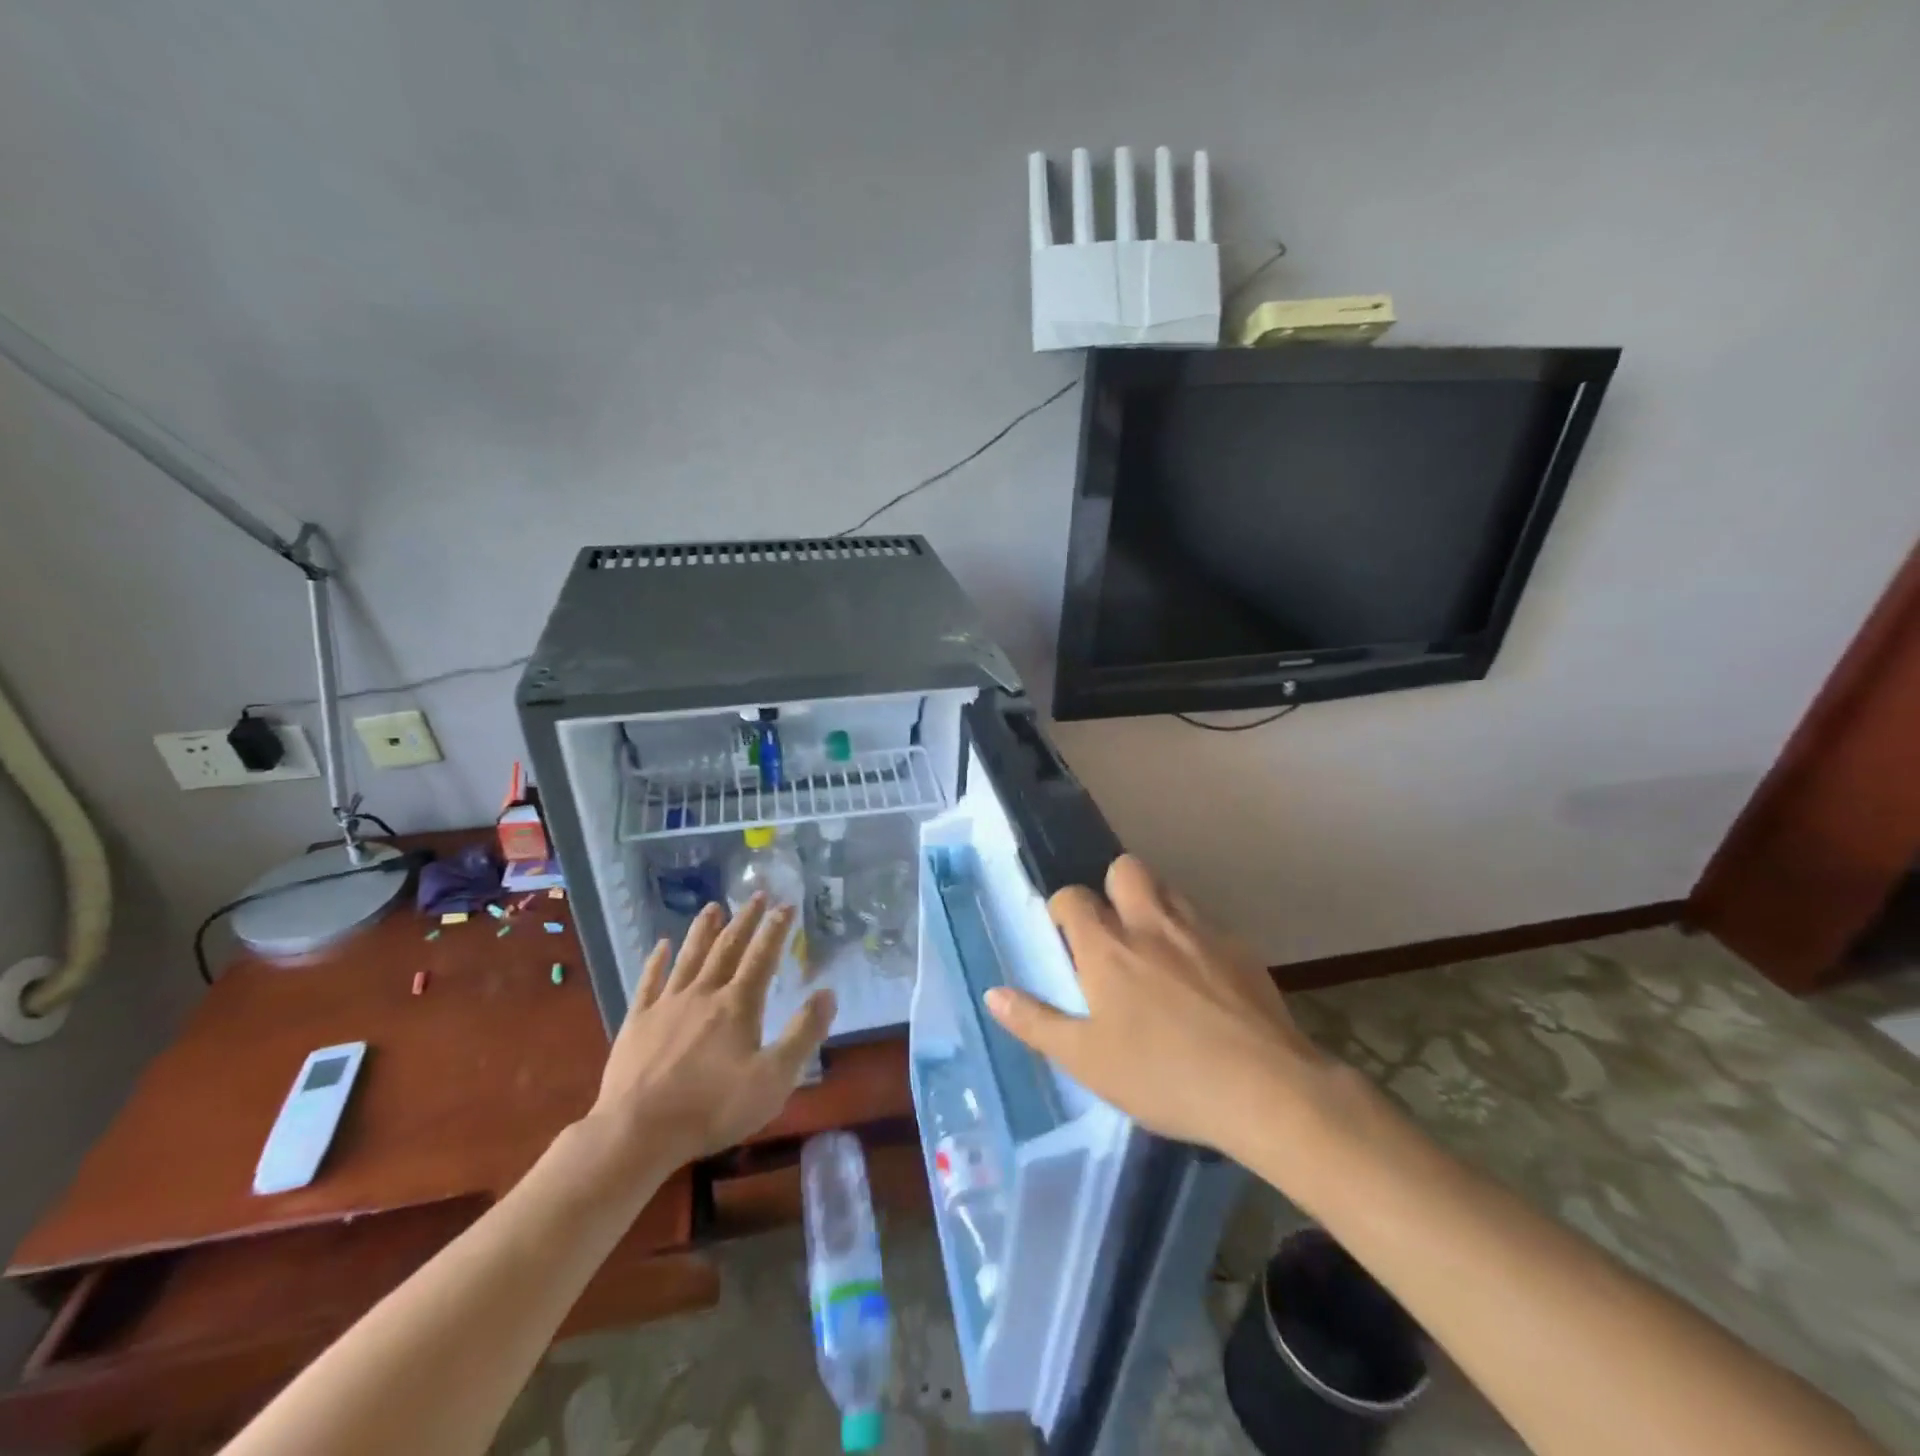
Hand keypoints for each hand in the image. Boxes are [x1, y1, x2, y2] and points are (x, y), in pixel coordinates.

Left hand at [583, 895, 835, 1178]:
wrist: (637, 1132)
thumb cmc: (713, 1108)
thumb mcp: (773, 1078)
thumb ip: (803, 1033)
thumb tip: (827, 992)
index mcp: (738, 1005)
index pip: (762, 957)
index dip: (776, 929)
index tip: (787, 904)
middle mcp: (703, 994)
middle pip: (727, 948)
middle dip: (745, 920)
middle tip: (756, 895)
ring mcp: (667, 1005)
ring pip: (689, 957)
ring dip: (703, 930)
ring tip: (713, 906)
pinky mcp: (637, 1022)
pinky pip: (648, 982)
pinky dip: (656, 961)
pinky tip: (660, 945)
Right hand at [985, 855, 1331, 1162]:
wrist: (1266, 1090)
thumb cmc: (1162, 1076)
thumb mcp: (1086, 1061)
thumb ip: (1036, 1022)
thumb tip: (993, 993)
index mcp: (1107, 947)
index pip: (1072, 897)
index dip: (1062, 911)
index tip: (1065, 939)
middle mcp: (1151, 924)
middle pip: (1125, 869)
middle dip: (1112, 888)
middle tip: (1113, 935)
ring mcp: (1201, 931)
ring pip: (1169, 890)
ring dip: (1154, 907)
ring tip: (1156, 954)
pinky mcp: (1241, 949)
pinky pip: (1206, 925)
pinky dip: (1194, 938)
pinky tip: (1202, 983)